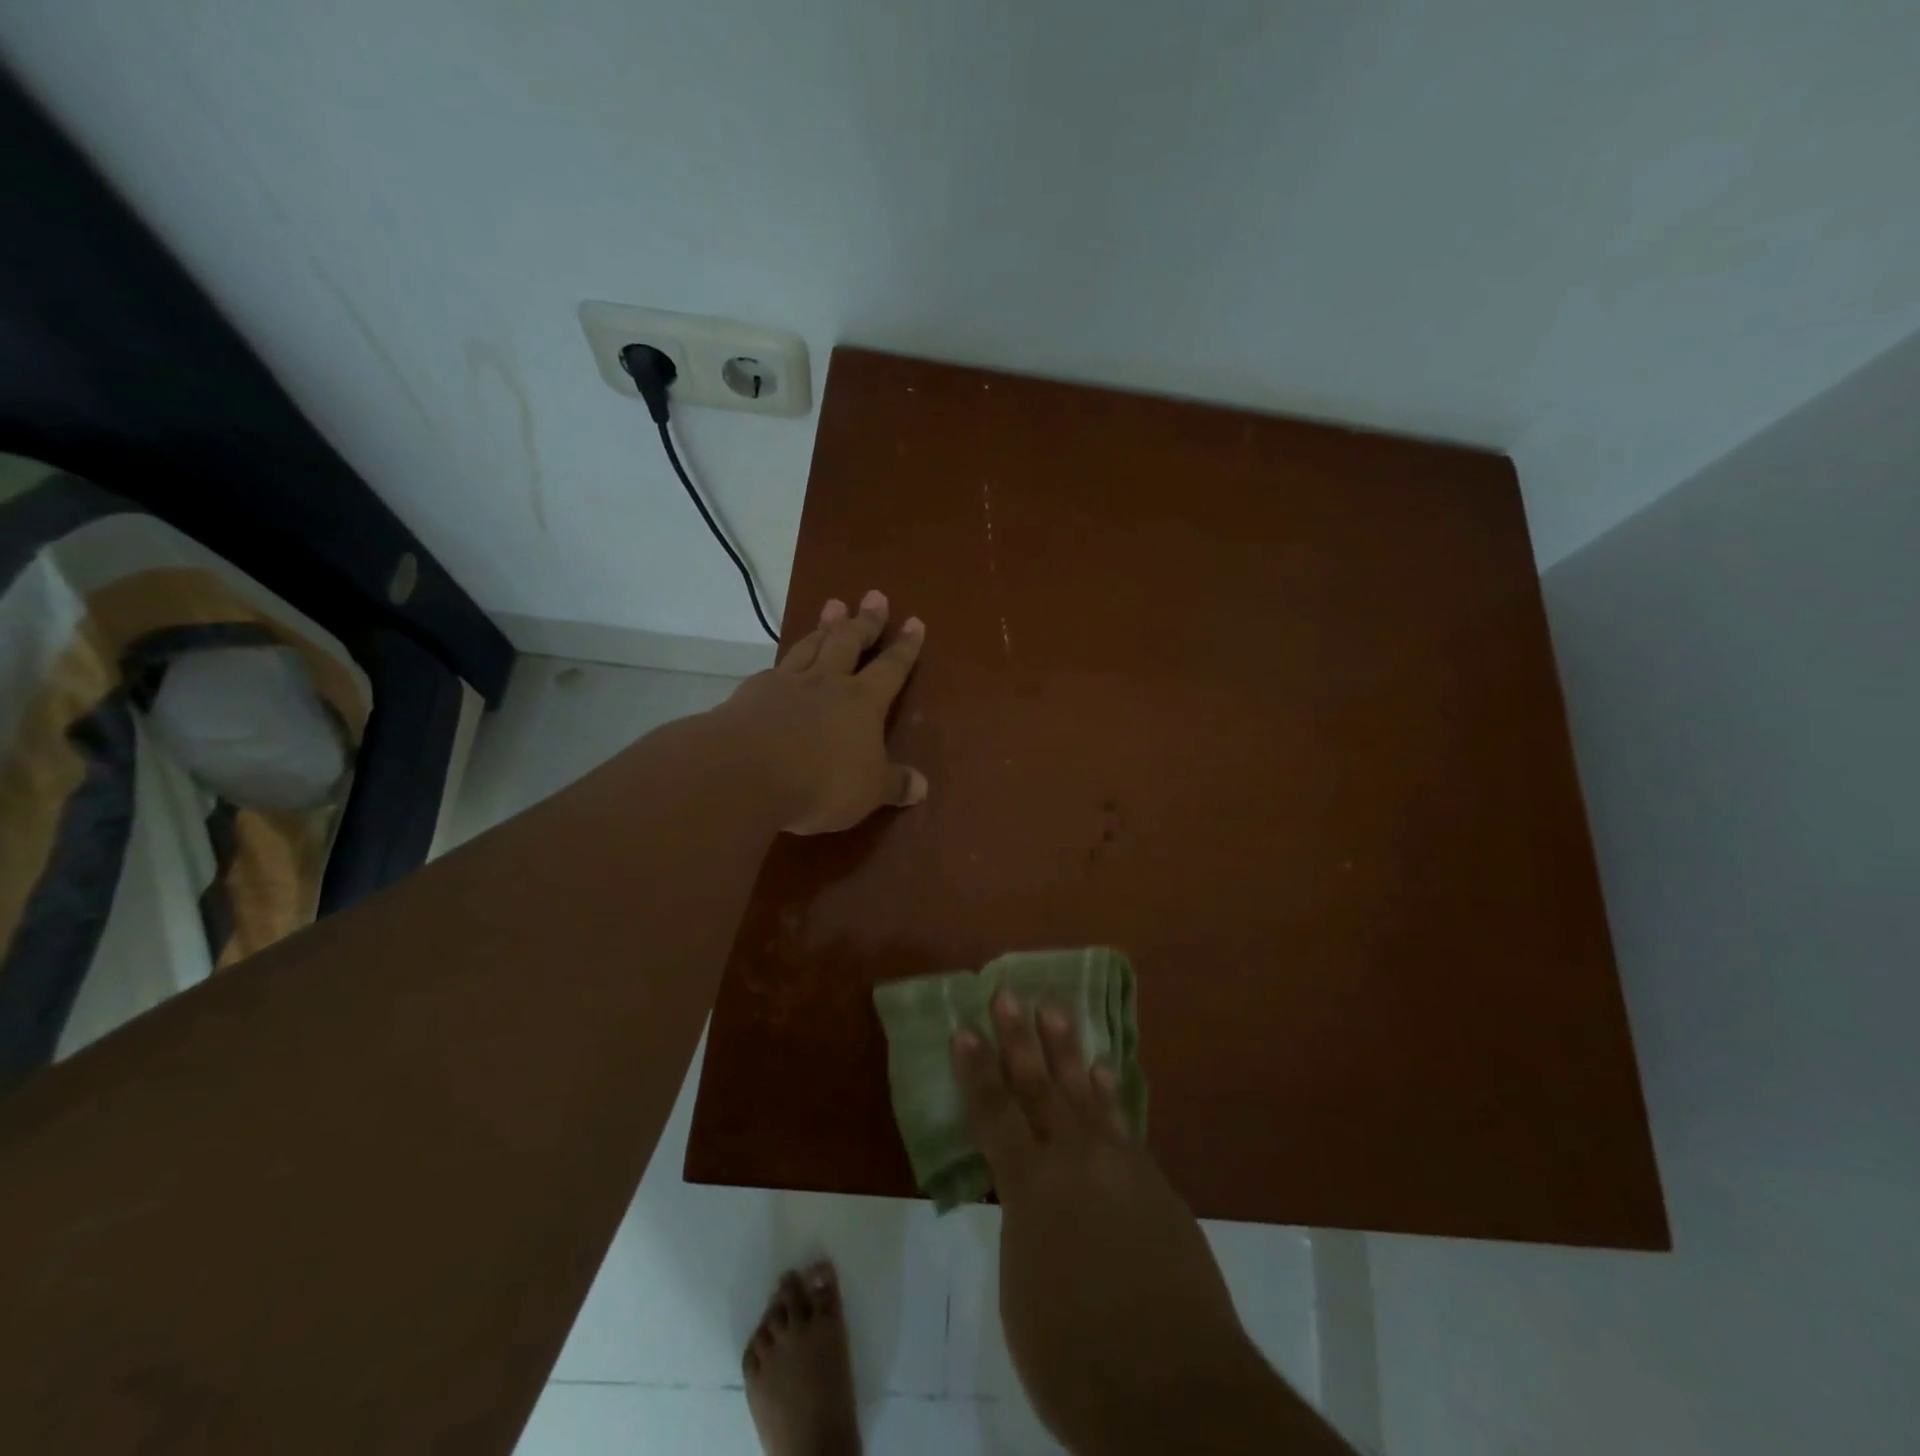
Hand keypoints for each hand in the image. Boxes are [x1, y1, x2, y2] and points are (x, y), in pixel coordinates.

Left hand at [714, 590, 927, 834]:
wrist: (745, 771)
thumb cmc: (821, 781)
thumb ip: (895, 785)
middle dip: (865, 620)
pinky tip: (782, 662)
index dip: (905, 647)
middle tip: (874, 596)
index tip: (914, 621)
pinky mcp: (752, 693)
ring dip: (824, 625)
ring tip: (833, 605)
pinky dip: (785, 661)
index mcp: (863, 701)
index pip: (891, 668)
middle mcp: (827, 682)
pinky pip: (775, 668)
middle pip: (849, 642)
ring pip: (811, 645)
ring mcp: (787, 683)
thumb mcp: (869, 791)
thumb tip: (923, 787)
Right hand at [955, 995, 1345, 1454]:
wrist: (1175, 1387)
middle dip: (1019, 1038)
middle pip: (1039, 1086)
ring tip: (1055, 1010)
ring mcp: (1119, 1164)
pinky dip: (1109, 1091)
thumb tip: (1029, 1200)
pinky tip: (1103, 1069)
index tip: (965, 1029)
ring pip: (1084, 1091)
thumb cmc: (1075, 1357)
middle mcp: (1073, 1159)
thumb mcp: (1021, 1292)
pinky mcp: (1154, 1180)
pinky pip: (1122, 1121)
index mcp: (1029, 1186)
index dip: (976, 1071)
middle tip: (1008, 993)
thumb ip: (1023, 1229)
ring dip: (1067, 1049)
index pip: (993, 1114)